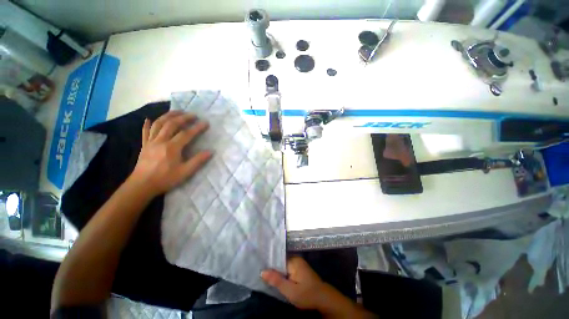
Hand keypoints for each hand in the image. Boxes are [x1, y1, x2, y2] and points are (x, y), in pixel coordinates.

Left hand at [129, 111, 210, 196]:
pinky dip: (147, 124)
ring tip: (177, 112)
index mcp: (172, 147)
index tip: (205, 122)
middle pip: (171, 124)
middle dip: (183, 117)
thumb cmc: (165, 179)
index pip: (186, 134)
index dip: (197, 127)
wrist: (142, 185)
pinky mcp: (144, 145)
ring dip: (168, 116)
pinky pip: (145, 132)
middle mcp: (160, 141)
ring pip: (158, 124)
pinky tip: (149, 119)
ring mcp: (150, 142)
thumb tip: (210, 152)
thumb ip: (198, 161)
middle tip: (193, 114)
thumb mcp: (185, 172)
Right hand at [261, 256, 327, 309]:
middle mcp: (296, 259)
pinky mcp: (300, 270)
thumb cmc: (307, 294)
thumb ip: (276, 280)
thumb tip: (262, 271)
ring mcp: (298, 264)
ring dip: (276, 271)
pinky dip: (282, 273)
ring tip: (264, 274)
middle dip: (272, 267)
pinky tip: (275, 278)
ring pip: (283, 266)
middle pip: (280, 261)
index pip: (277, 258)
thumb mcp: (290, 290)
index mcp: (293, 261)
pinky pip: (287, 269)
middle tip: (259, 272)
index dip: (268, 263)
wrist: (323, 299)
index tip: (258, 265)